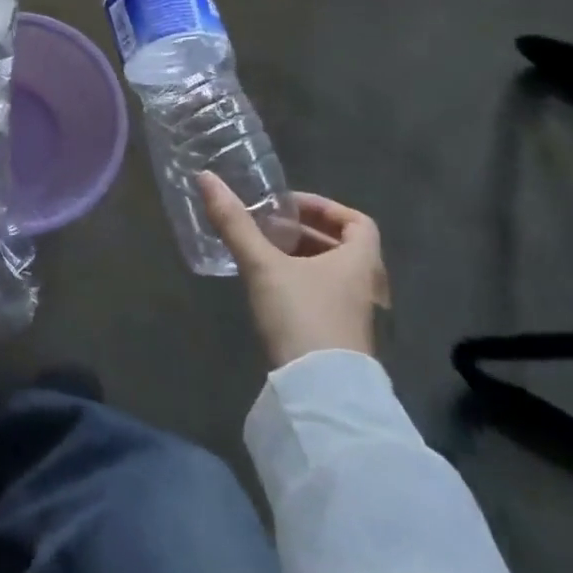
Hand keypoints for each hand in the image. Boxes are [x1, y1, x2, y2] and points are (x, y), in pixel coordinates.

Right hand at [197, 173, 389, 367]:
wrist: (320, 394)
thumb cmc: (301, 316)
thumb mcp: (263, 265)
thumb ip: (234, 223)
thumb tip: (206, 177)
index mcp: (359, 263)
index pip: (358, 222)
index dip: (325, 207)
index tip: (289, 206)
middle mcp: (366, 287)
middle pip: (344, 247)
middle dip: (306, 232)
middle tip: (270, 227)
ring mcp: (356, 317)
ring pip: (333, 274)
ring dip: (303, 258)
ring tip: (265, 253)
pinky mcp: (341, 340)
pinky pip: (326, 297)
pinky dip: (303, 283)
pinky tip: (271, 289)